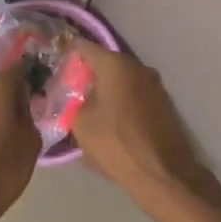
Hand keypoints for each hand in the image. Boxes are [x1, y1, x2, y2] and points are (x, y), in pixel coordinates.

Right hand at [70, 42, 220, 212]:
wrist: (162, 173)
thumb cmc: (116, 143)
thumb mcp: (80, 123)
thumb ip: (73, 102)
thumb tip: (76, 98)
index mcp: (115, 64)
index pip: (84, 48)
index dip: (68, 56)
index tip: (56, 67)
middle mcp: (138, 67)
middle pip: (106, 64)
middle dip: (88, 76)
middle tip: (70, 91)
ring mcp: (154, 85)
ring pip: (122, 81)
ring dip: (106, 91)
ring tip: (89, 109)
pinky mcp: (164, 105)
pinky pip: (135, 96)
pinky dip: (121, 103)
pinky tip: (110, 122)